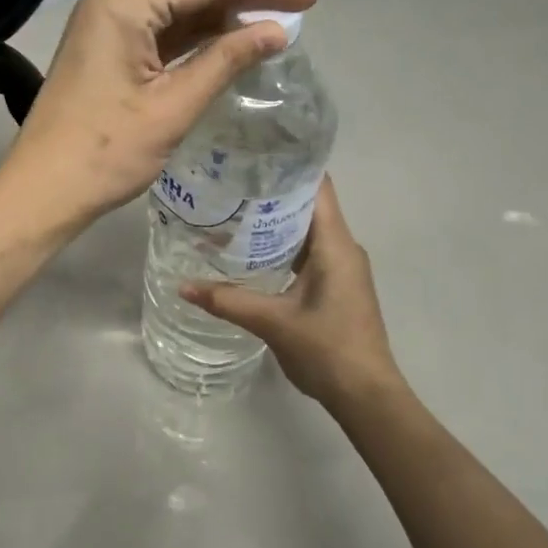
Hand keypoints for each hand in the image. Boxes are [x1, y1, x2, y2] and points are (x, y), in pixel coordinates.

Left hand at [3, 0, 313, 227]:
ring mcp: (106, 21)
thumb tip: (278, 31)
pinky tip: (229, 35)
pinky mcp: (108, 44)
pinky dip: (197, 23)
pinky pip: (160, 19)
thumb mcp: (173, 108)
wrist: (44, 190)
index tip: (307, 0)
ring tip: (267, 15)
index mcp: (123, 5)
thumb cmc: (106, 154)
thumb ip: (226, 61)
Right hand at [181, 178, 400, 410]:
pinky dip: (282, 245)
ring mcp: (342, 268)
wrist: (366, 395)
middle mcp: (343, 247)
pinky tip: (251, 251)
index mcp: (336, 244)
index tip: (253, 153)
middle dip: (272, 191)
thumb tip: (182, 286)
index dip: (290, 165)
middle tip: (230, 181)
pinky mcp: (337, 286)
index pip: (318, 186)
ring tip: (233, 210)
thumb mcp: (273, 322)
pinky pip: (309, 252)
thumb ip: (228, 301)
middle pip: (309, 204)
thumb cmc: (327, 349)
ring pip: (308, 230)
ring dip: (276, 220)